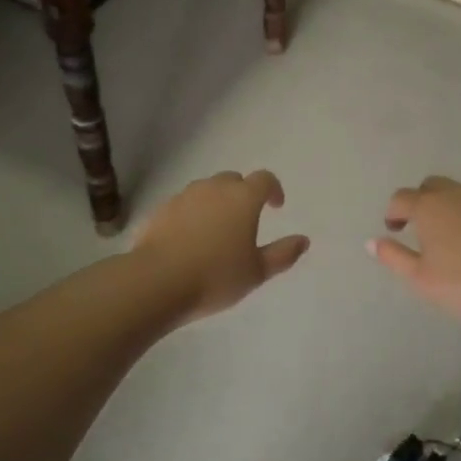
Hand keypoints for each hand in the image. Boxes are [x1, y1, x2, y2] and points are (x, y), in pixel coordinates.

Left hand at [134, 171, 310, 323]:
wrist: (157, 281)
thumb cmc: (215, 276)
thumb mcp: (256, 272)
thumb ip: (282, 254)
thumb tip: (303, 240)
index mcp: (242, 198)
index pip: (264, 179)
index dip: (273, 190)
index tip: (276, 206)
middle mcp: (213, 189)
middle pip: (233, 180)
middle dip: (243, 193)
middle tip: (246, 219)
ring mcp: (184, 197)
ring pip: (206, 190)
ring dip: (216, 202)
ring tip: (217, 229)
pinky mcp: (160, 210)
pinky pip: (183, 205)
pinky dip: (192, 214)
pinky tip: (190, 239)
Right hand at [368, 177, 460, 327]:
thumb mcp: (421, 279)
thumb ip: (394, 257)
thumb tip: (372, 242)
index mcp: (430, 207)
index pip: (402, 198)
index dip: (394, 212)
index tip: (395, 229)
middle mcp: (458, 194)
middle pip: (432, 186)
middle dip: (422, 201)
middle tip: (422, 229)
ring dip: (451, 208)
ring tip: (454, 238)